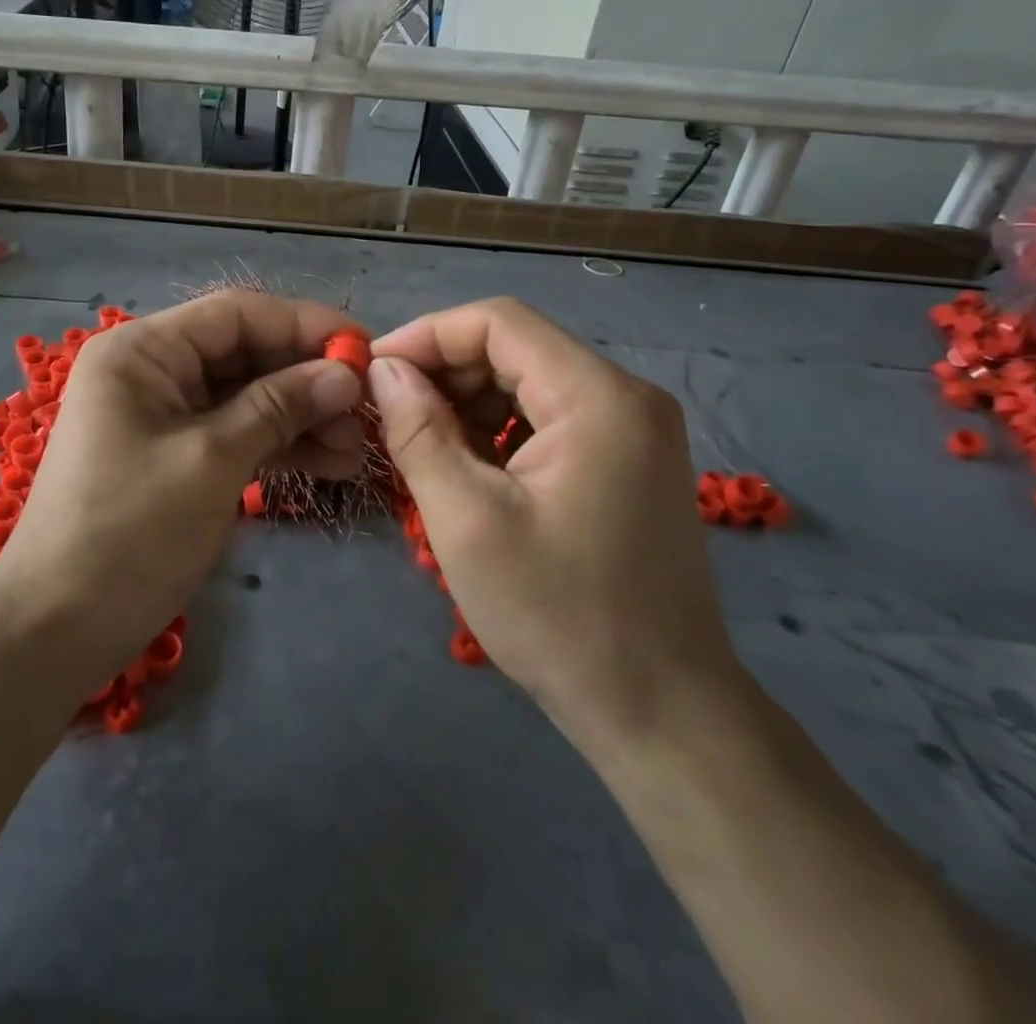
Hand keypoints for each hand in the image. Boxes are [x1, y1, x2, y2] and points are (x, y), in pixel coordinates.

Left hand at [0, 290, 363, 689]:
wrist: (57, 630)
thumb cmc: (128, 534)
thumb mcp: (211, 462)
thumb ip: (279, 407)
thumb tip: (346, 373)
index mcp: (143, 351)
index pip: (237, 315)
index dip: (305, 326)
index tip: (365, 351)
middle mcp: (152, 371)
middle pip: (246, 354)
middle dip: (308, 380)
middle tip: (367, 412)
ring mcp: (165, 416)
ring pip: (247, 397)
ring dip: (302, 418)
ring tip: (357, 450)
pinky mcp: (177, 456)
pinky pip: (237, 434)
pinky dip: (279, 446)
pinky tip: (329, 465)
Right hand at [368, 298, 741, 749]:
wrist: (663, 713)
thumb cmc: (559, 616)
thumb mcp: (467, 520)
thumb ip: (418, 432)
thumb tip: (383, 371)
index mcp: (598, 397)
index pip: (498, 322)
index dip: (427, 335)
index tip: (373, 372)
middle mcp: (625, 396)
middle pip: (516, 347)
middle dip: (444, 371)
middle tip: (389, 414)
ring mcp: (633, 429)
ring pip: (529, 381)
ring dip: (467, 402)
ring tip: (422, 447)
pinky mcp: (627, 460)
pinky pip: (549, 418)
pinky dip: (498, 430)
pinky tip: (468, 470)